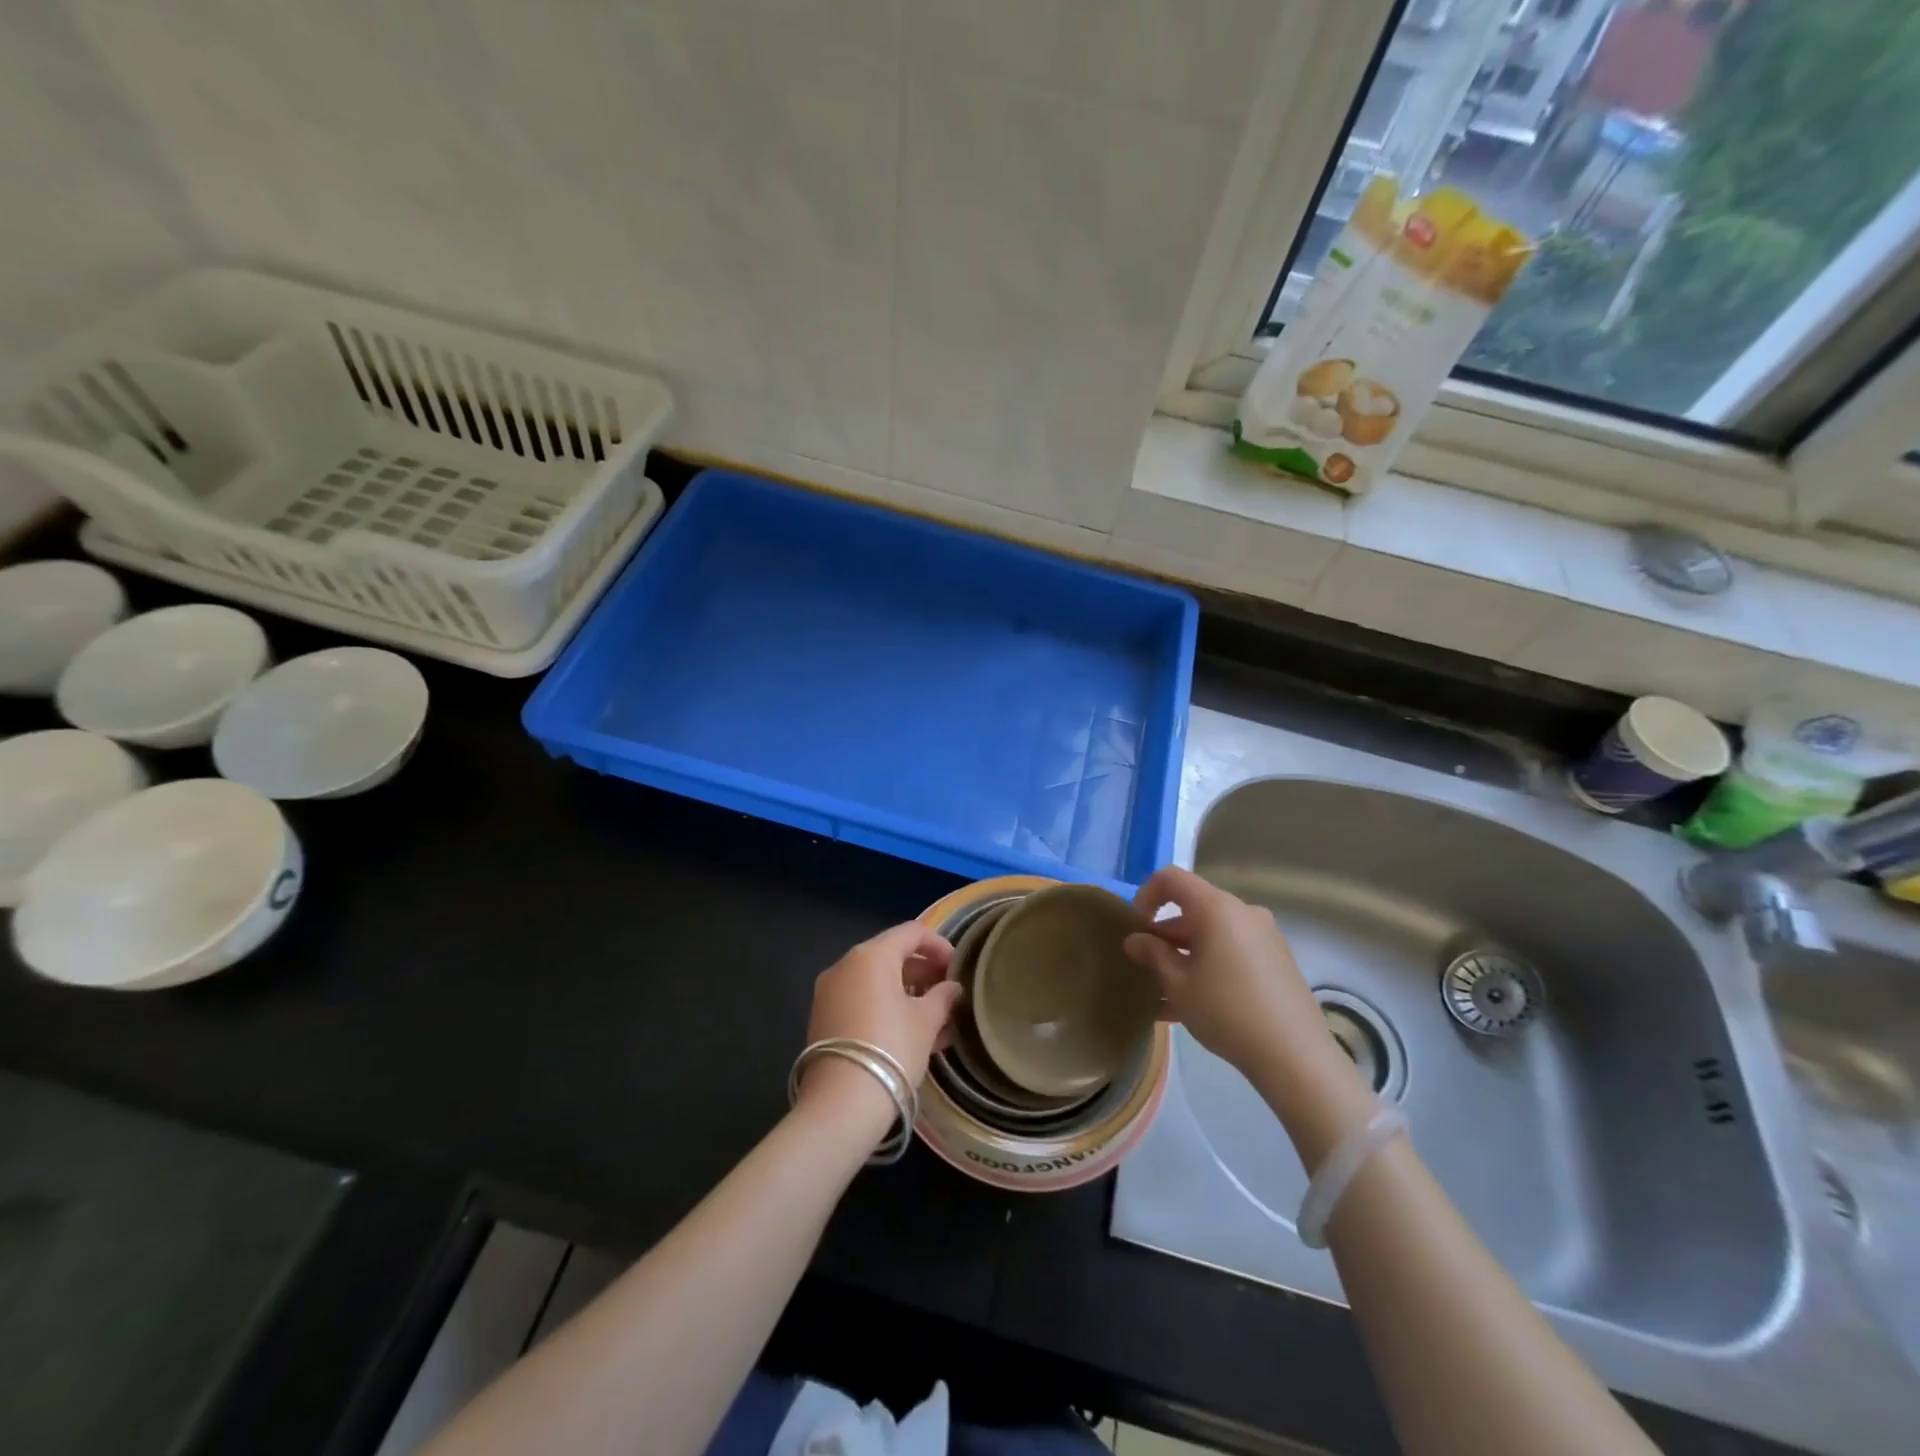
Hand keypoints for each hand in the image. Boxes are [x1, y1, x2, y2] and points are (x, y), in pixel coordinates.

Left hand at [799, 923, 960, 1118]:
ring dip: (907, 993)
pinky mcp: (823, 1019)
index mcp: (871, 955)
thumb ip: (943, 997)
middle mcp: (845, 965)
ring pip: (876, 982)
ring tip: (936, 1019)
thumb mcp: (926, 1021)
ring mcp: (830, 993)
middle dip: (924, 972)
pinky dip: (886, 1008)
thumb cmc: (892, 1049)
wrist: (841, 1104)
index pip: (912, 932)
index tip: (958, 967)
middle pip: (892, 955)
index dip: (939, 945)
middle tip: (949, 994)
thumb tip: (952, 988)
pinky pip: (862, 1001)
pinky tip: (910, 1034)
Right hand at [1122, 866, 1324, 1073]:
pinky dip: (1209, 966)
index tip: (1137, 929)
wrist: (1295, 1056)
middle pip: (1193, 909)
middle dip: (1165, 936)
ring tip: (1164, 995)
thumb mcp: (1178, 984)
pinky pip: (1232, 951)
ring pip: (1212, 934)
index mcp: (1216, 908)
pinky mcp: (1277, 960)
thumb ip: (1153, 955)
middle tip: (1147, 969)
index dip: (1146, 896)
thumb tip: (1135, 940)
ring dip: (1185, 956)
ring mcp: (1264, 936)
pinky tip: (1193, 1005)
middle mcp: (1242, 912)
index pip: (1171, 878)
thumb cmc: (1226, 1011)